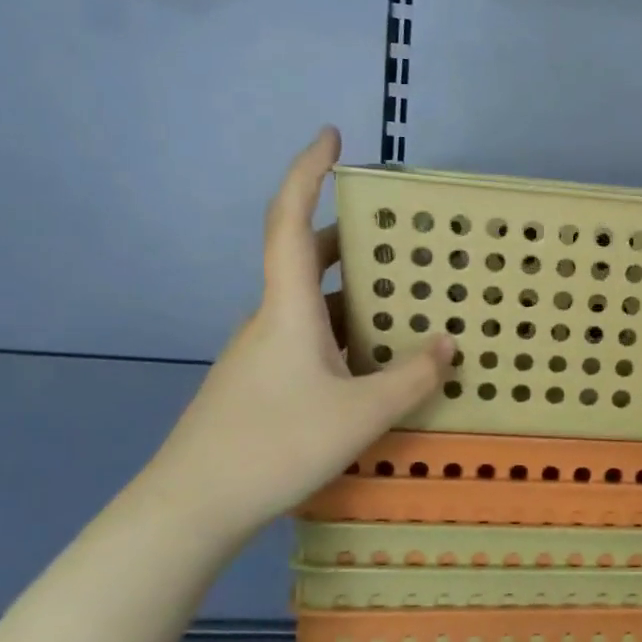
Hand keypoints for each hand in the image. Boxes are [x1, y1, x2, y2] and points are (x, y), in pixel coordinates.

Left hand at [148, 127, 452, 534]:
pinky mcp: (259, 382)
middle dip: (350, 240)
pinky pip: (307, 339)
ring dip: (351, 295)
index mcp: (287, 309)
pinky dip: (342, 334)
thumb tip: (448, 343)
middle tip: (397, 240)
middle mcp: (269, 319)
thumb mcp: (362, 413)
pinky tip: (370, 365)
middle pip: (306, 260)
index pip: (291, 221)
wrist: (193, 506)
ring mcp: (260, 352)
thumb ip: (412, 377)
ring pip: (309, 306)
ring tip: (400, 306)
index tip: (331, 135)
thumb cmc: (277, 444)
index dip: (308, 172)